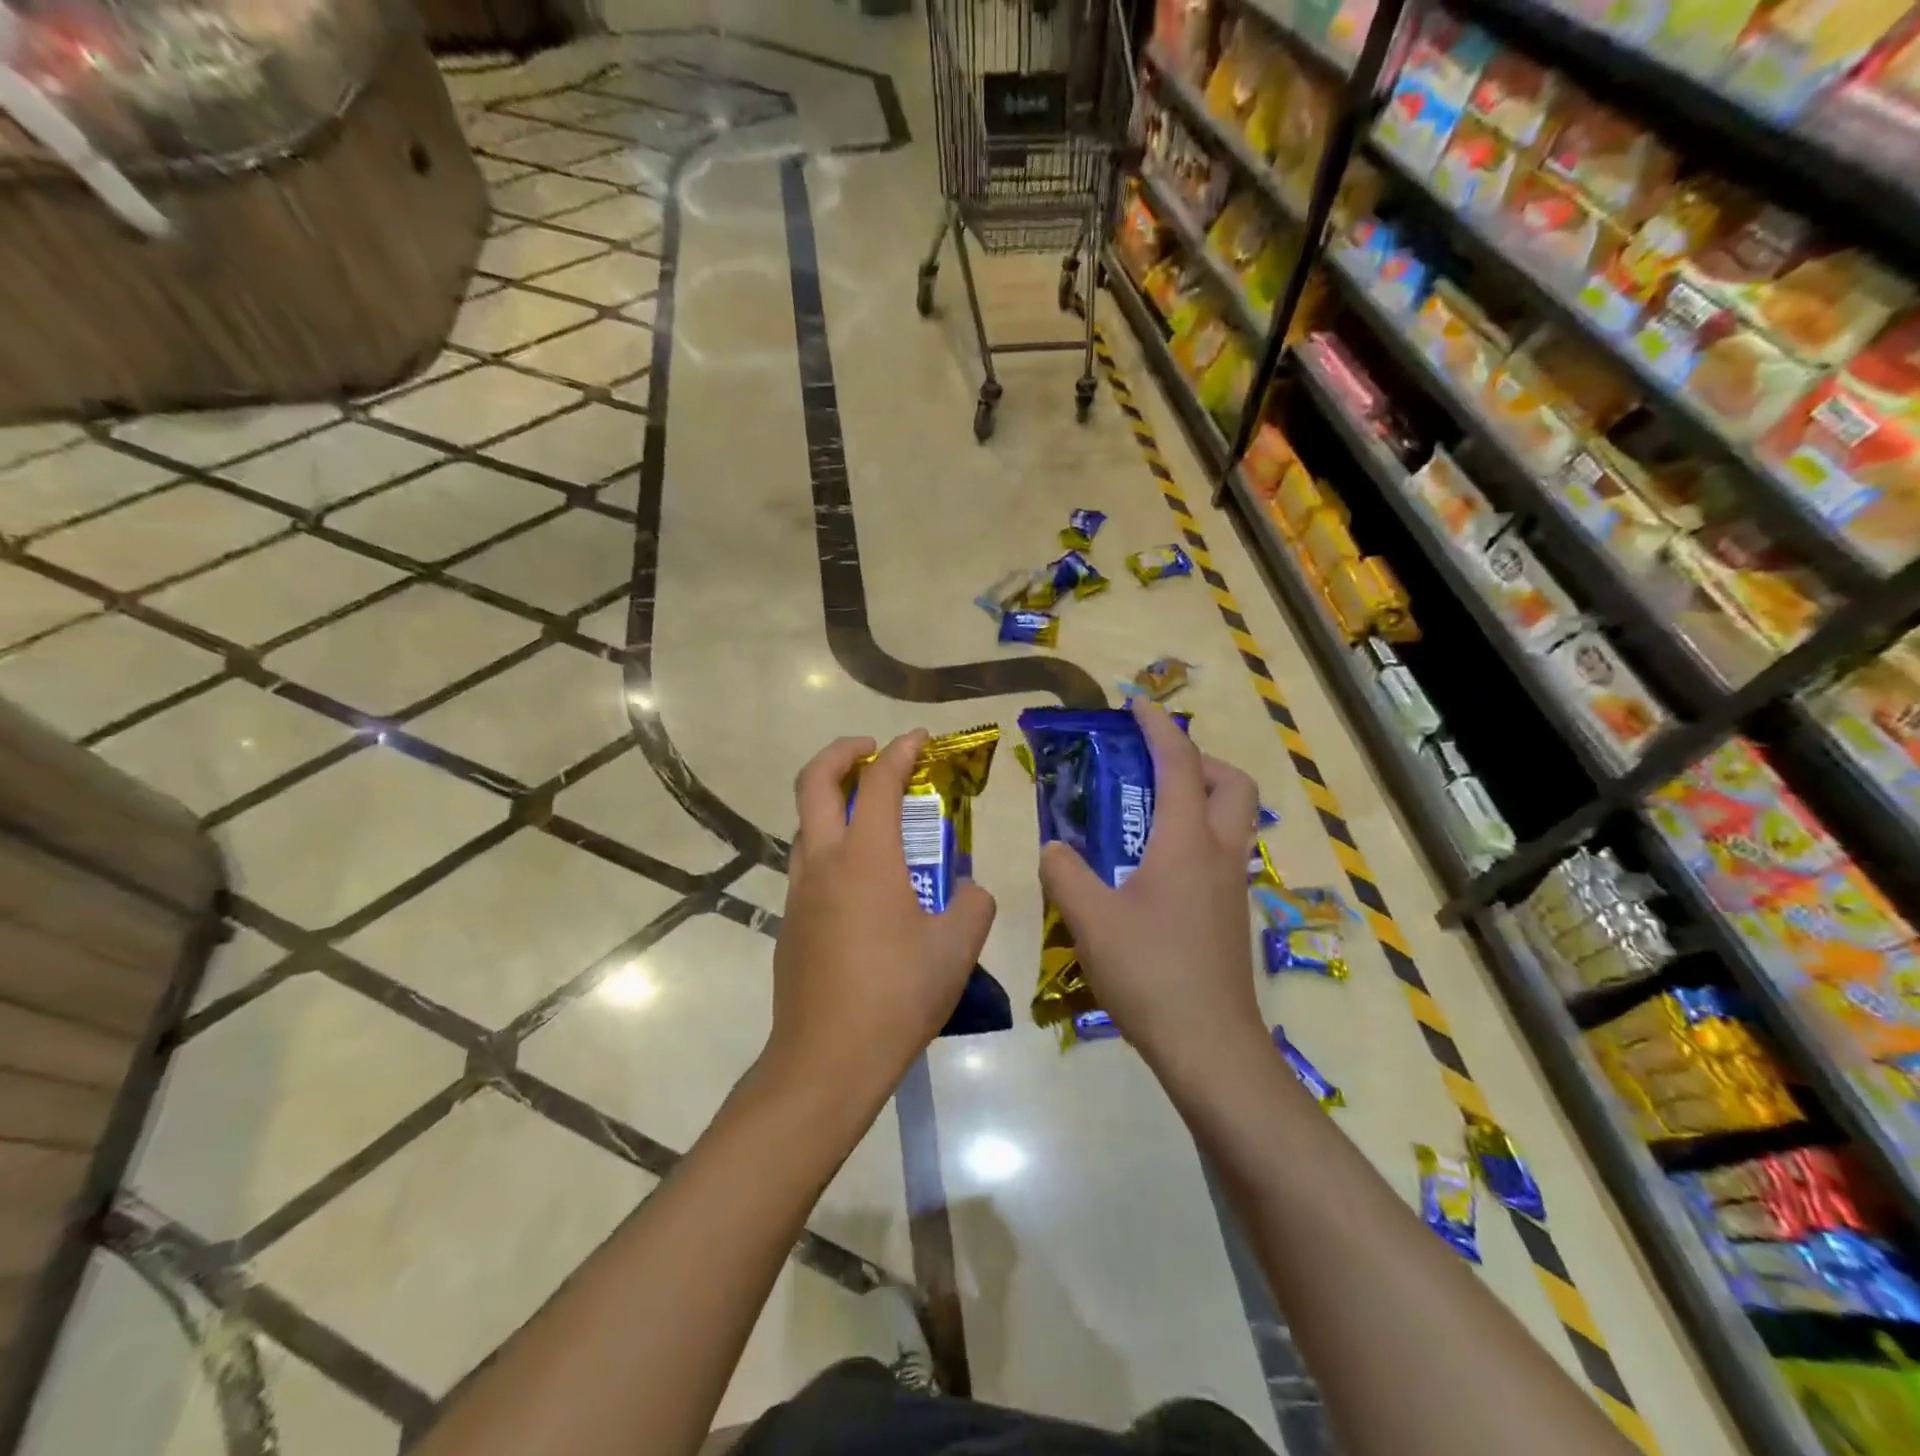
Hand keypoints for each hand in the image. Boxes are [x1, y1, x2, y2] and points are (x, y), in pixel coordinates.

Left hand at [766, 731, 997, 1108]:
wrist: (827, 1060)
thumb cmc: (897, 995)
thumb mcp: (956, 948)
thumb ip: (973, 905)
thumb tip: (968, 891)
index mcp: (866, 858)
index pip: (878, 783)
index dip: (900, 751)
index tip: (918, 738)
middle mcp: (823, 863)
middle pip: (813, 782)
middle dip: (841, 752)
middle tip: (871, 750)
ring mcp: (799, 893)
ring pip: (805, 825)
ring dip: (831, 802)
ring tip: (870, 816)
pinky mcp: (790, 923)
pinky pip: (808, 866)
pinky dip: (830, 847)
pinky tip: (863, 883)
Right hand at [1038, 700, 1264, 1076]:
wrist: (1209, 1045)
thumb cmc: (1150, 971)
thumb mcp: (1090, 918)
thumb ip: (1064, 873)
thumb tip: (1053, 849)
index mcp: (1188, 841)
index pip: (1180, 764)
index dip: (1158, 727)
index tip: (1136, 704)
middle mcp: (1220, 853)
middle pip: (1231, 784)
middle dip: (1198, 759)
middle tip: (1153, 766)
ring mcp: (1233, 885)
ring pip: (1232, 819)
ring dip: (1201, 796)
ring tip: (1148, 811)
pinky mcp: (1231, 913)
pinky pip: (1221, 851)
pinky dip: (1196, 835)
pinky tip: (1153, 866)